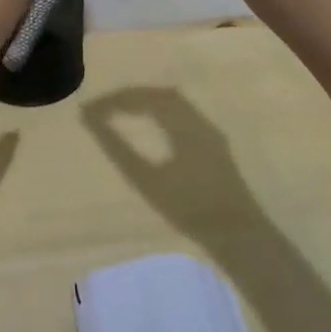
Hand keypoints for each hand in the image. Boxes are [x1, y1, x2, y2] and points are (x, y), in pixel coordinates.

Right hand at [81, 86, 264, 236]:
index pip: (144, 97)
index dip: (115, 100)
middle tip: (104, 109)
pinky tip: (152, 127)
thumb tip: (91, 121)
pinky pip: (183, 115)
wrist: (240, 237)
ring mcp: (210, 132)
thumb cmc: (190, 208)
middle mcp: (198, 119)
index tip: (90, 111)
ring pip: (174, 103)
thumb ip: (118, 148)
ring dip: (147, 102)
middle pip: (160, 94)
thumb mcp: (147, 180)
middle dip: (130, 97)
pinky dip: (161, 112)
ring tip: (123, 113)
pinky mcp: (214, 145)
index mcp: (183, 123)